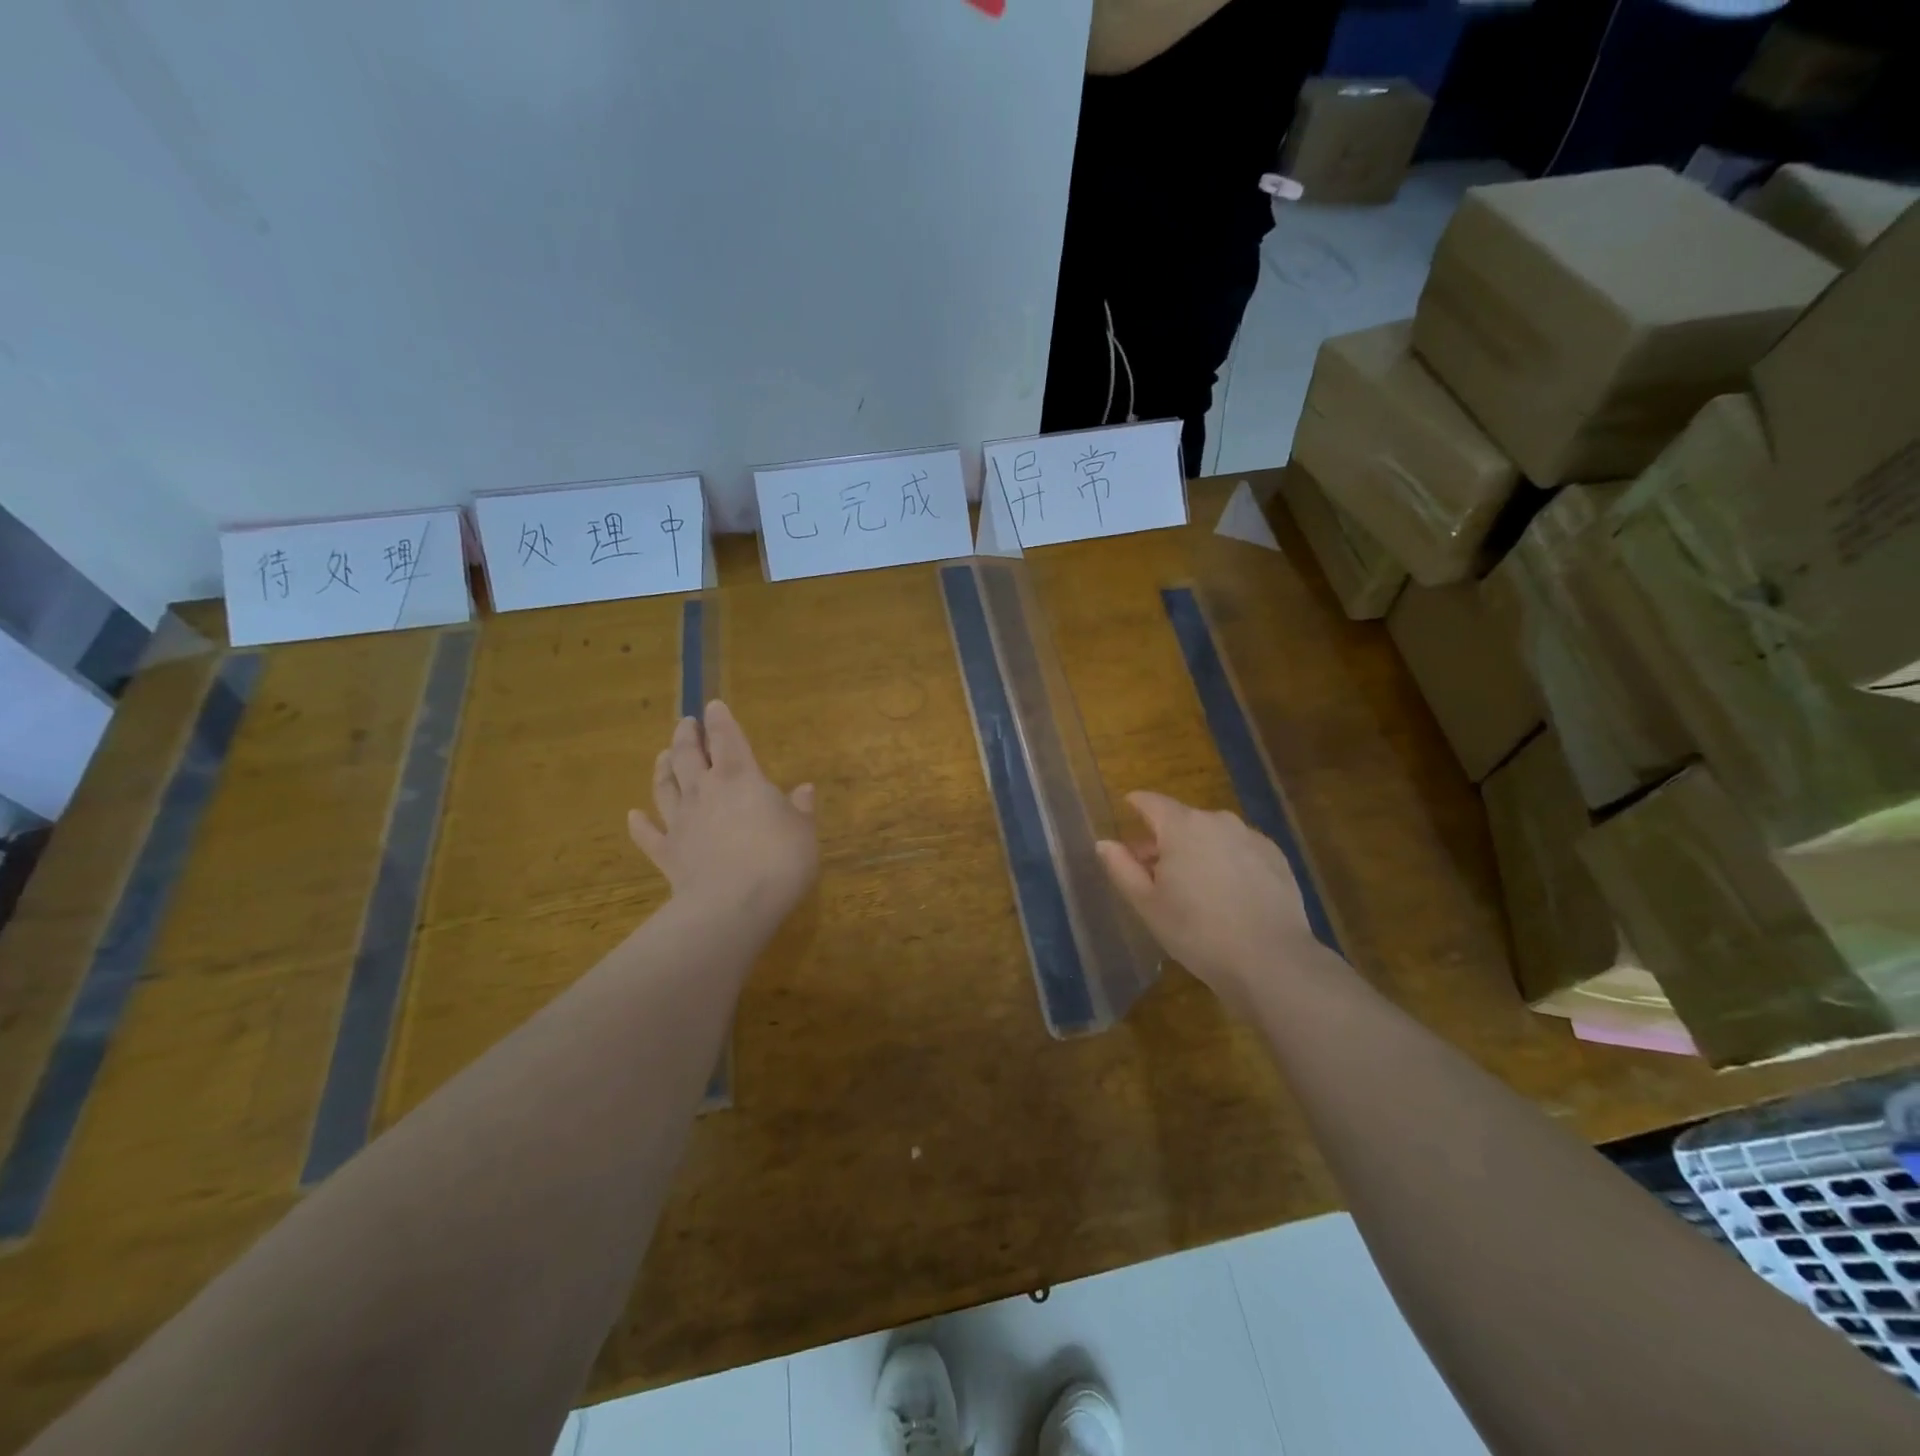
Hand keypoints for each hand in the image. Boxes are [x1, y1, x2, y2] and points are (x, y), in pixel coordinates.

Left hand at [629, 701, 817, 918]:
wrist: (733, 904)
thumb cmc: (778, 859)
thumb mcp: (803, 831)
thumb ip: (800, 808)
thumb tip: (804, 789)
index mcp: (741, 777)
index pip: (728, 738)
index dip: (721, 720)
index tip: (714, 705)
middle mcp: (705, 791)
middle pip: (689, 755)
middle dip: (687, 736)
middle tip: (686, 723)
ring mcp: (681, 821)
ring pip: (665, 786)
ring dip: (663, 768)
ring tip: (663, 755)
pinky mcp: (667, 853)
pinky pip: (648, 834)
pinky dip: (639, 824)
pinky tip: (633, 815)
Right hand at [1096, 791, 1331, 1008]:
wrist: (1270, 960)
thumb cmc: (1196, 931)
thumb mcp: (1147, 904)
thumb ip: (1122, 868)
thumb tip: (1104, 843)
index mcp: (1182, 826)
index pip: (1150, 802)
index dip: (1135, 804)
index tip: (1127, 810)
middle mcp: (1218, 820)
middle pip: (1182, 820)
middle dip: (1164, 838)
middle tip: (1154, 871)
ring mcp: (1251, 837)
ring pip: (1213, 835)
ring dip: (1197, 850)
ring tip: (1193, 885)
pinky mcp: (1276, 857)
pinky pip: (1240, 850)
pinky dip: (1227, 861)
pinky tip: (1228, 894)